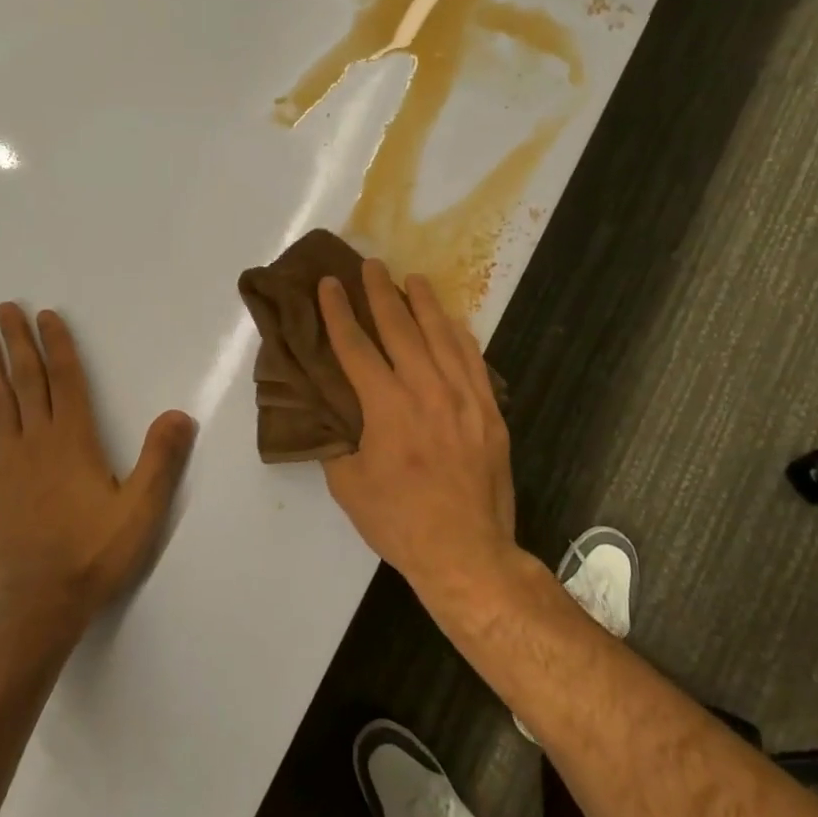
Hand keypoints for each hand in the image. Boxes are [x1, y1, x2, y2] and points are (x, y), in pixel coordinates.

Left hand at [0, 304, 195, 631]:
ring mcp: (6, 469)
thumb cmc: (95, 554)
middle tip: (4, 310)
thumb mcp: (142, 509)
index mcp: (73, 443)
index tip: (45, 316)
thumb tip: (179, 413)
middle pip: (26, 384)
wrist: (40, 606)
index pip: (65, 382)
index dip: (56, 346)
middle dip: (17, 344)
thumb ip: (160, 460)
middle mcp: (37, 445)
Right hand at [318, 261, 518, 602]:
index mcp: (386, 407)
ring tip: (412, 278)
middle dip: (380, 293)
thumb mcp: (348, 486)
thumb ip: (337, 442)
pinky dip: (459, 335)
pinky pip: (473, 360)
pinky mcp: (488, 411)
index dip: (338, 313)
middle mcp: (426, 390)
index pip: (356, 347)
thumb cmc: (399, 521)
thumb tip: (330, 415)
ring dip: (423, 303)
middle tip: (370, 265)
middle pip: (400, 328)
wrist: (466, 551)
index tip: (329, 285)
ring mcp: (463, 397)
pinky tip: (451, 321)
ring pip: (441, 336)